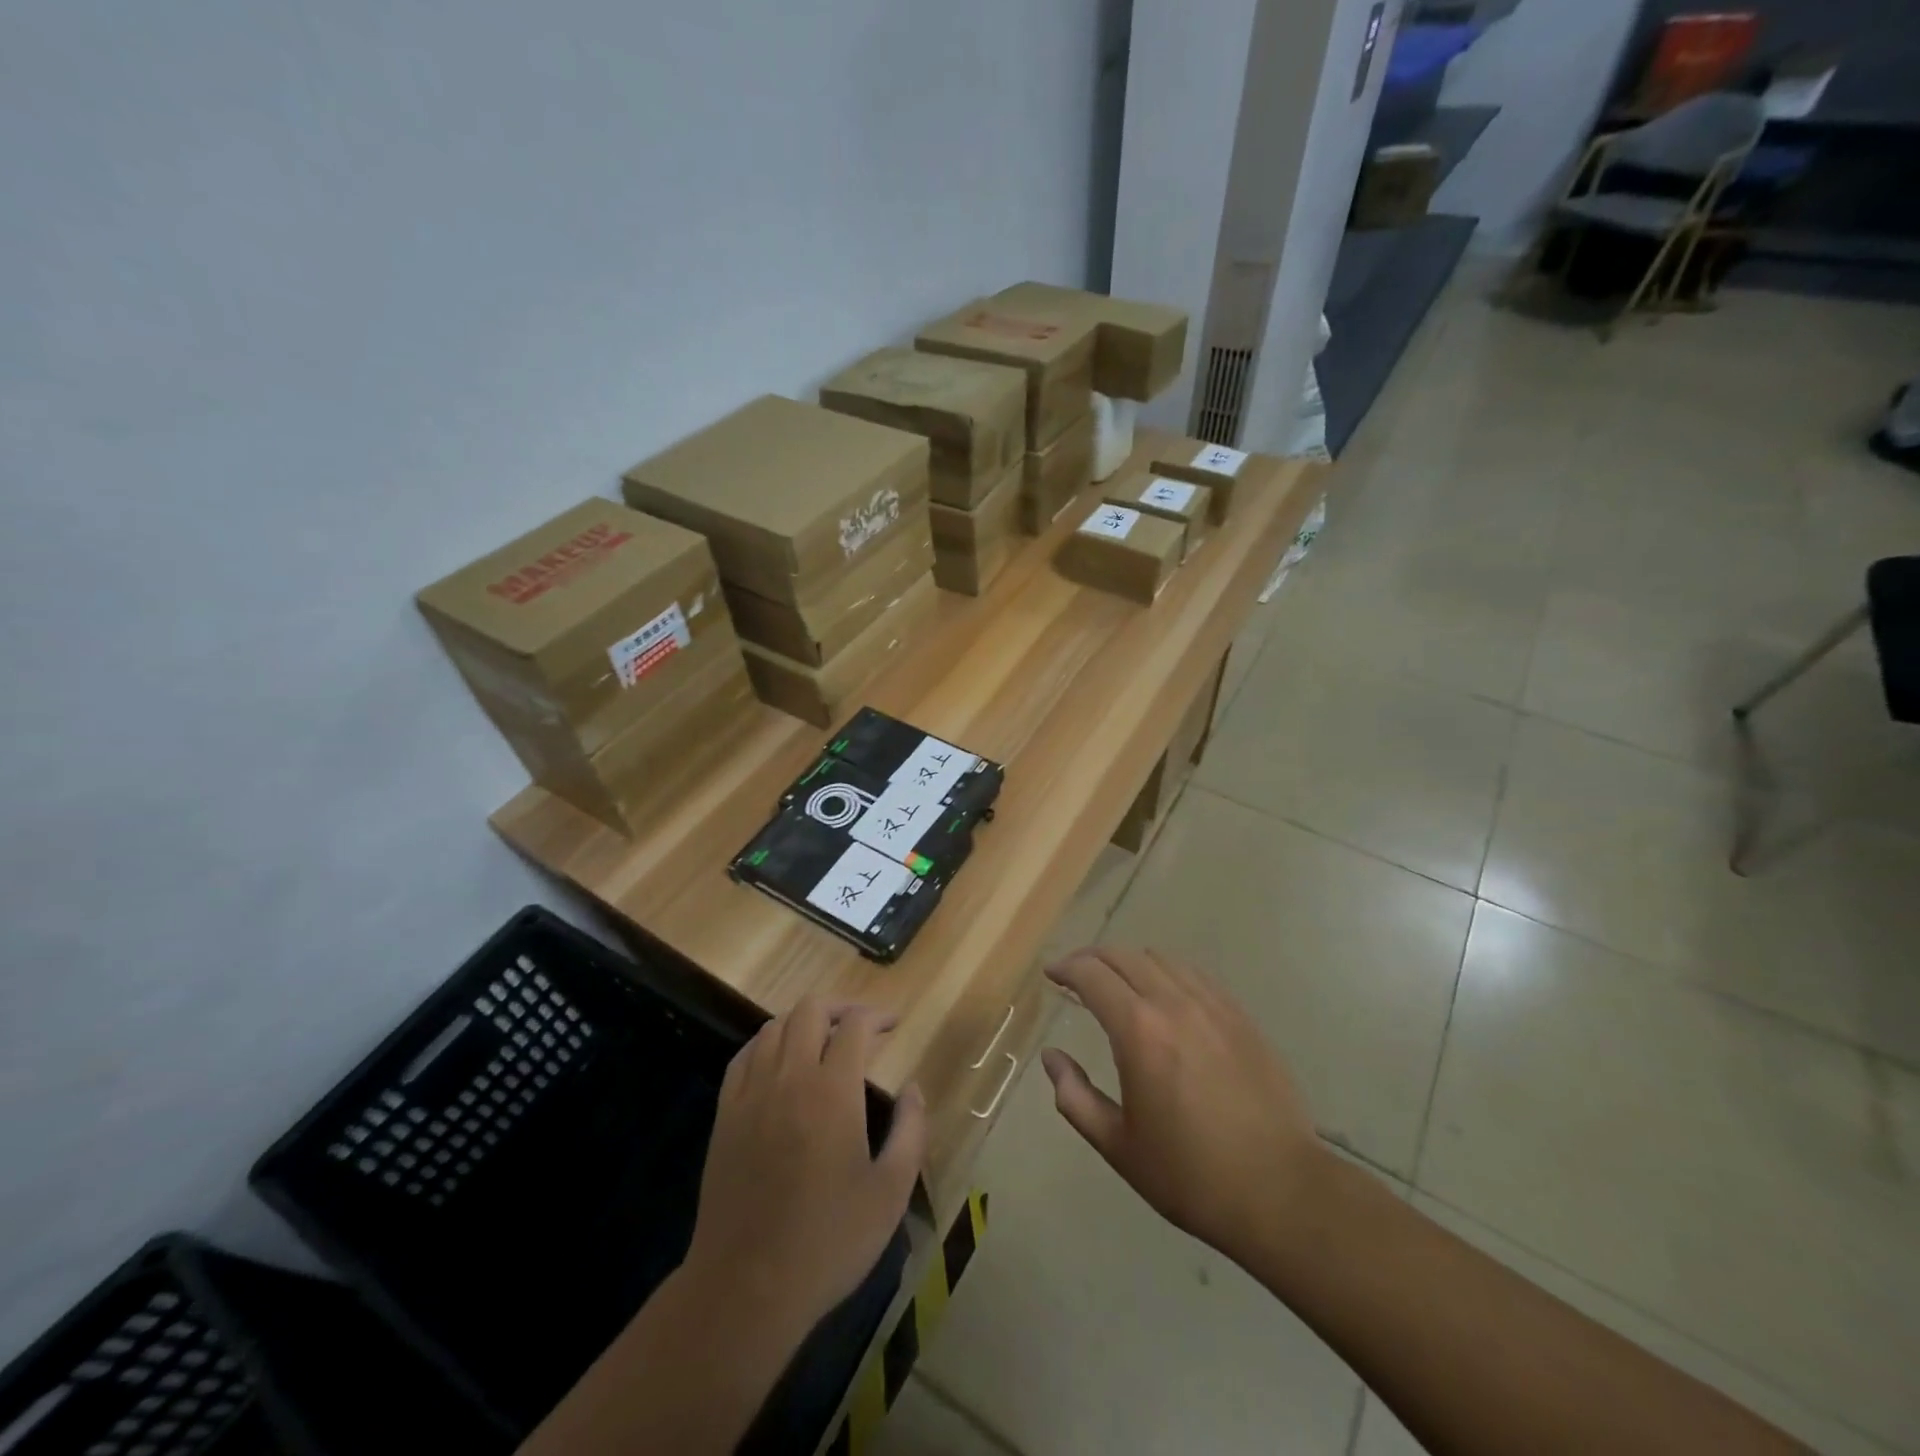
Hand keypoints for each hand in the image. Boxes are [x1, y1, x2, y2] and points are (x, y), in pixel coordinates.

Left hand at [685, 997, 925, 1341]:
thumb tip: (914, 1088)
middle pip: (810, 1010)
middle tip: (861, 1025)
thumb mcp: (890, 1192)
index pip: (853, 1026)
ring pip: (774, 1026)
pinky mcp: (725, 1114)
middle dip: (840, 1007)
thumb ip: (911, 1131)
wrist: (745, 1288)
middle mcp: (789, 1077)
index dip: (876, 1015)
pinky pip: (744, 1056)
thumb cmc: (828, 1241)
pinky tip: (778, 1060)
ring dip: (803, 1022)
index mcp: (832, 1091)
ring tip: (823, 1040)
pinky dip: (766, 1043)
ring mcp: (751, 1094)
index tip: (893, 1024)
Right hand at [1041, 946, 1330, 1270]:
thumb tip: (1051, 1058)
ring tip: (1119, 984)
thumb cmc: (1190, 1174)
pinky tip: (1166, 997)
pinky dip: (1168, 973)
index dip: (1066, 968)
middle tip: (1076, 975)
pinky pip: (1196, 976)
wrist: (1280, 1191)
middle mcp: (1173, 1003)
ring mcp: (1213, 1006)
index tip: (1051, 974)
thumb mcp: (1118, 1146)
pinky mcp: (1241, 1017)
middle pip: (1124, 957)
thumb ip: (1074, 1097)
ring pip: (1161, 959)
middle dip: (1093, 958)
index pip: (1092, 975)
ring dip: (1131, 963)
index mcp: (1138, 1030)